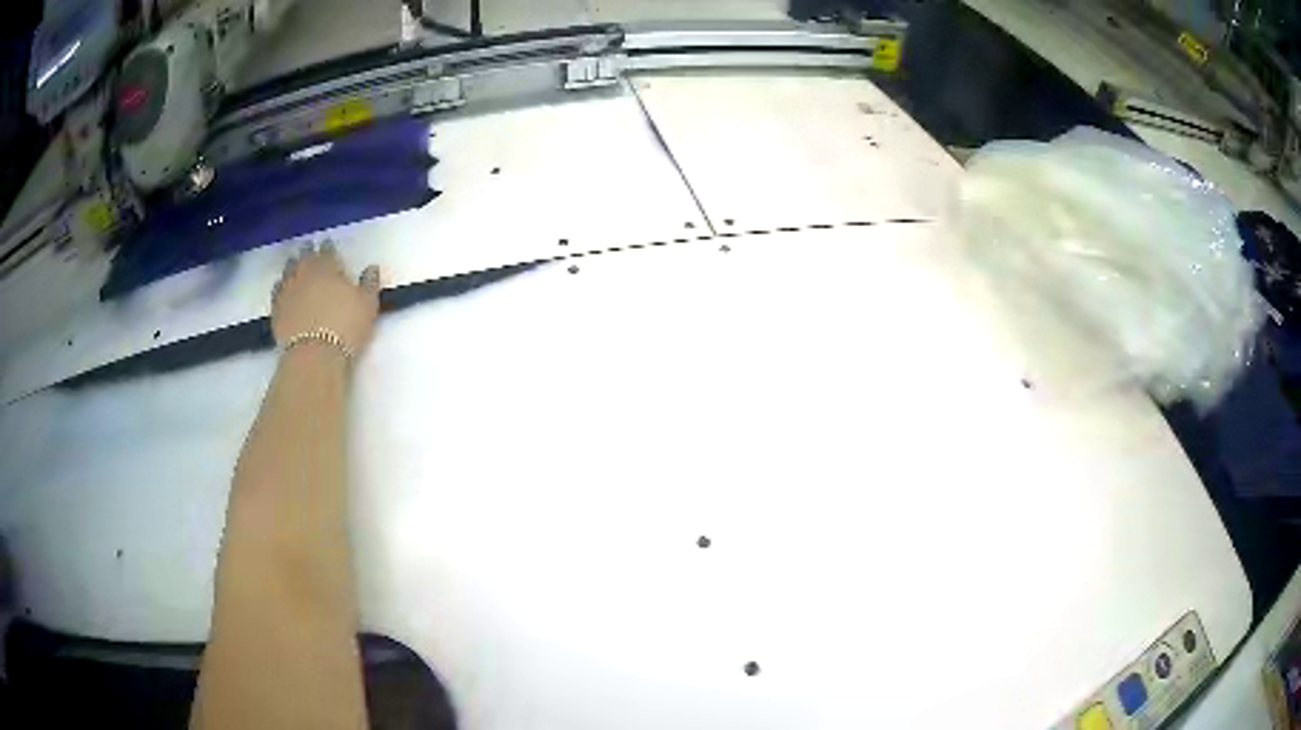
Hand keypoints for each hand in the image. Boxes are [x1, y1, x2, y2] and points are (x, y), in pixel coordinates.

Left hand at [272, 243, 380, 354]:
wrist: (314, 355)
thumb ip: (369, 283)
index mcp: (327, 266)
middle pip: (304, 256)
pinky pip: (277, 291)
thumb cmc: (345, 326)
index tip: (329, 245)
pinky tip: (283, 289)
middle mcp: (304, 272)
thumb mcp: (367, 305)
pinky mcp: (276, 309)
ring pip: (288, 271)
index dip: (328, 247)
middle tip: (309, 251)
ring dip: (292, 267)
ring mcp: (287, 290)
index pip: (327, 249)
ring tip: (295, 267)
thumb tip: (371, 268)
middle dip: (307, 253)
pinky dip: (281, 287)